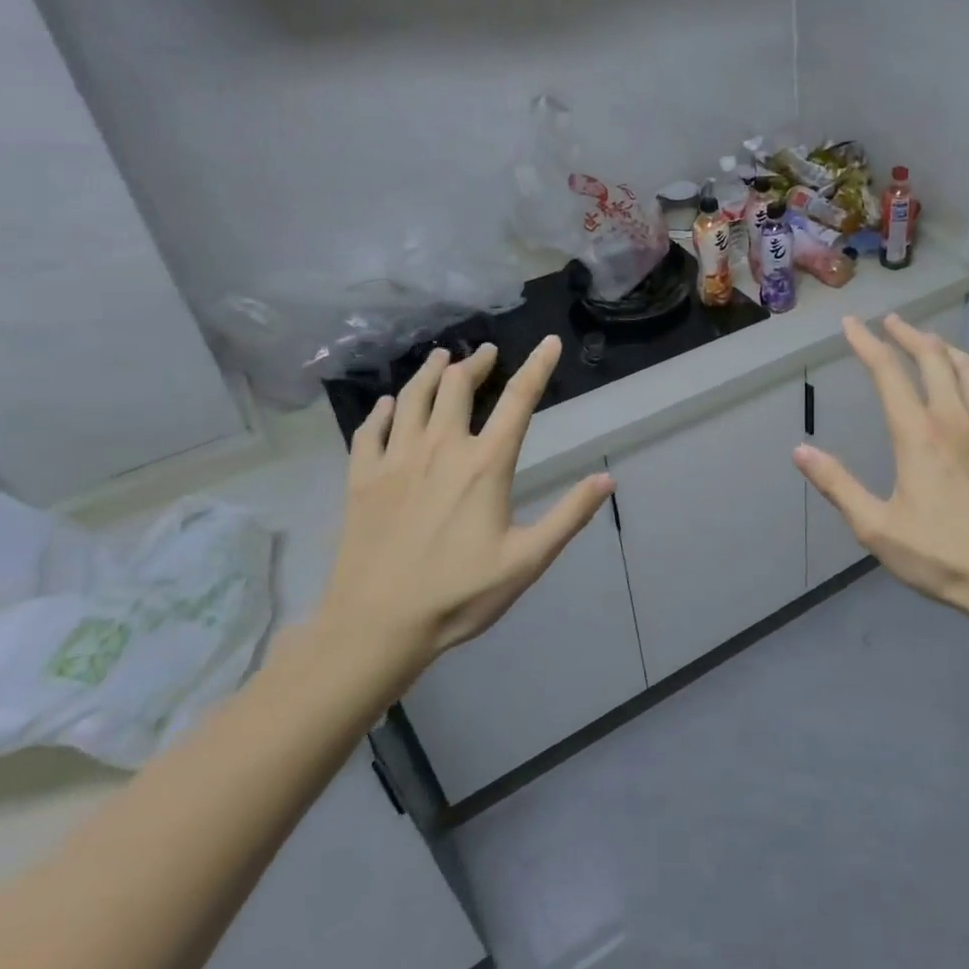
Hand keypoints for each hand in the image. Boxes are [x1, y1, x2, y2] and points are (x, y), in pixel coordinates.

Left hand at [313, 336, 613, 691]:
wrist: (376, 626)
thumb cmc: (459, 593)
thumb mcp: (528, 560)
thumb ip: (569, 516)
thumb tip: (607, 479)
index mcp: (485, 464)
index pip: (519, 400)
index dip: (538, 367)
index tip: (549, 342)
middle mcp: (440, 448)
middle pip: (457, 385)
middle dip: (475, 362)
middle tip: (486, 353)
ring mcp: (396, 460)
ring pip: (412, 397)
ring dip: (430, 372)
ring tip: (441, 357)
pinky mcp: (362, 479)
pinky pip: (370, 430)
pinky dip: (383, 410)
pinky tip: (390, 405)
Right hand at [793, 315, 968, 610]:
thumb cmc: (941, 556)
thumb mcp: (876, 528)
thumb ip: (838, 485)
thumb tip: (800, 451)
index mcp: (918, 434)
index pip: (887, 372)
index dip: (866, 343)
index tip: (851, 324)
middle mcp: (954, 418)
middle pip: (932, 357)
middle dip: (908, 333)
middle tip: (890, 322)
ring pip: (968, 368)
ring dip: (944, 347)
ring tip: (929, 341)